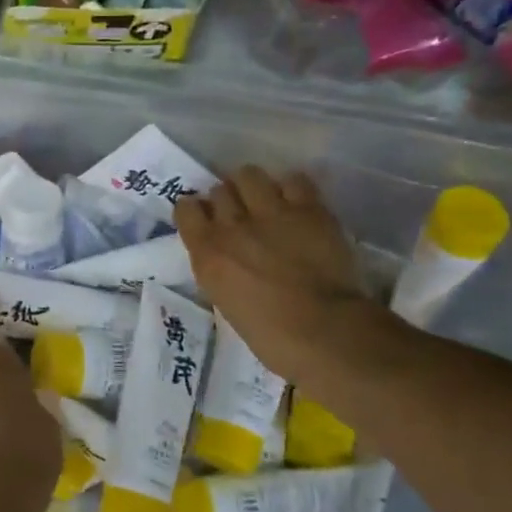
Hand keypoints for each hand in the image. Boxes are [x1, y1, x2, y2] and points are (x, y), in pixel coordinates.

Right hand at [176, 166, 388, 382]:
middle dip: (227, 199)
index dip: (195, 211)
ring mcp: (271, 212)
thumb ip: (219, 269)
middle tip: (240, 213)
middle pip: (219, 190)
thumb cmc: (271, 336)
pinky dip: (292, 188)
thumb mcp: (225, 302)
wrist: (325, 332)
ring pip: (250, 175)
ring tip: (265, 200)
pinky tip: (297, 203)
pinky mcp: (309, 209)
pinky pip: (294, 180)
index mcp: (207, 252)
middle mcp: (233, 225)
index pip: (185, 209)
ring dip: (253, 186)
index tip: (204, 219)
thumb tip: (226, 257)